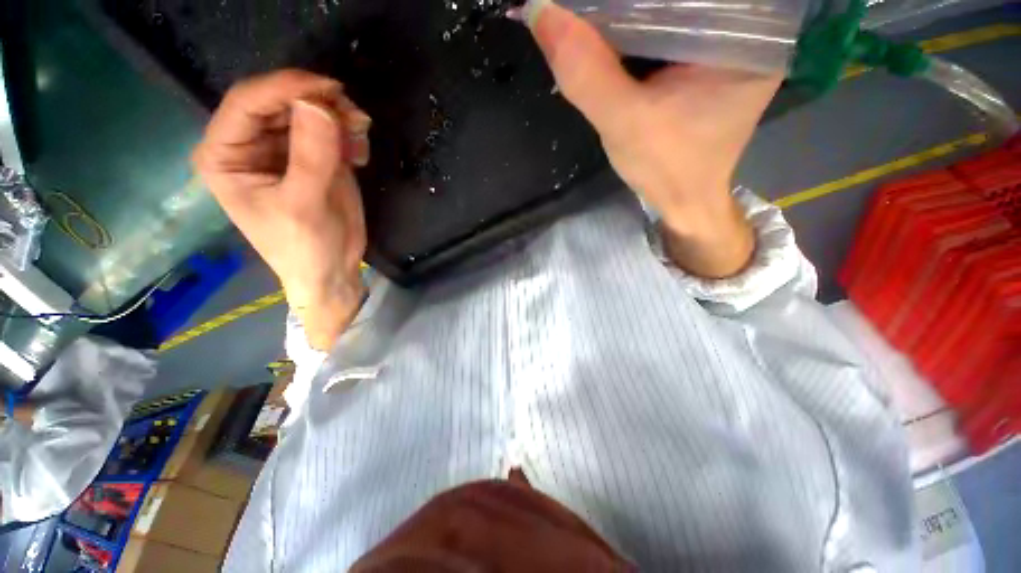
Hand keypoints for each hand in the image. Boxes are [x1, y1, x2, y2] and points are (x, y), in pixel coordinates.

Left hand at [194, 70, 370, 349]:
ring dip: (339, 117)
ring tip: (361, 136)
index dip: (286, 88)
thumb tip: (319, 104)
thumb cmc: (305, 248)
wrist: (333, 270)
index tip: (330, 89)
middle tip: (355, 117)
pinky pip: (331, 129)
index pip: (247, 102)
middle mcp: (250, 144)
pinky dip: (349, 134)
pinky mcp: (315, 156)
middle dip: (319, 103)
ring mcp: (285, 148)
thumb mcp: (304, 206)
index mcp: (226, 155)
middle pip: (281, 101)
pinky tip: (360, 155)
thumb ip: (310, 156)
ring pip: (309, 111)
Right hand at [525, 0, 780, 277]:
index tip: (600, 2)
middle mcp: (746, 26)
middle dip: (636, 0)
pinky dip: (640, 27)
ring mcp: (727, 42)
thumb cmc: (665, 169)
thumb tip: (540, 12)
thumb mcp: (624, 124)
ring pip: (674, 7)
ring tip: (597, 12)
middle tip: (590, 7)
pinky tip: (614, 29)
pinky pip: (670, 27)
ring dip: (635, 9)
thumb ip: (587, 74)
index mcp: (746, 32)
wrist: (682, 200)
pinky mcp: (706, 58)